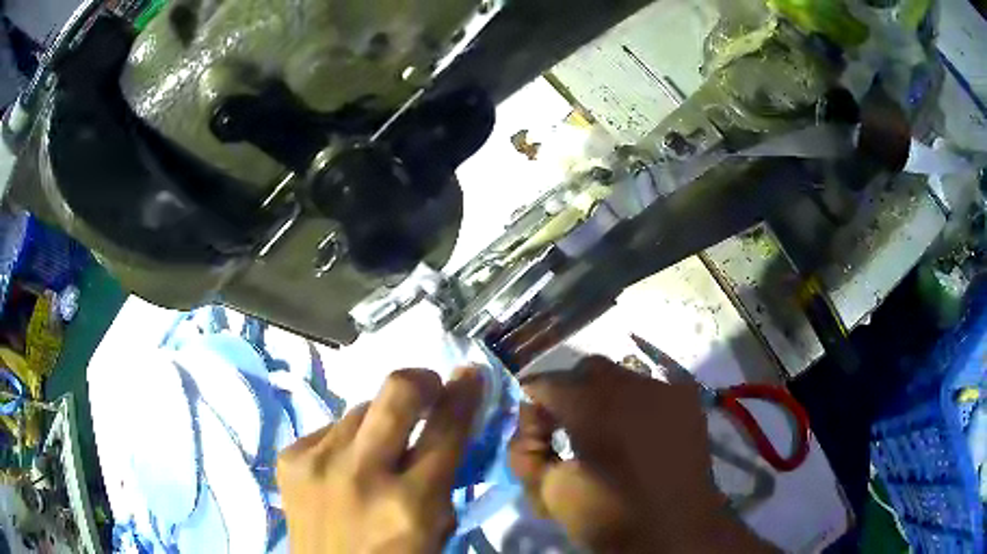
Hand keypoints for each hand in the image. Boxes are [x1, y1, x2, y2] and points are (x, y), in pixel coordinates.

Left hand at [277, 367, 482, 553]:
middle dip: (420, 381)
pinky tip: (343, 465)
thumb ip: (443, 479)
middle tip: (428, 387)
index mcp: (409, 504)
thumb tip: (444, 426)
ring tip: (377, 448)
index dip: (463, 394)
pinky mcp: (289, 458)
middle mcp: (361, 475)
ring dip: (377, 422)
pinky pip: (330, 428)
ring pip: (360, 409)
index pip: (446, 430)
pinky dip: (345, 440)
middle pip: (396, 393)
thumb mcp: (435, 528)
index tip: (470, 373)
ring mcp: (317, 463)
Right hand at [511, 356, 775, 552]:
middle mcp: (632, 386)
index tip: (536, 434)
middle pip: (586, 370)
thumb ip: (526, 456)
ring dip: (604, 397)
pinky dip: (636, 403)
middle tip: (568, 431)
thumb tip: (528, 429)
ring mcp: (666, 389)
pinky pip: (652, 388)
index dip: (532, 406)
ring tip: (607, 434)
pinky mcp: (687, 400)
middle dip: (569, 394)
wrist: (676, 533)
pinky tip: (639, 434)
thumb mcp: (551, 495)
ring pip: (621, 376)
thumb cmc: (612, 517)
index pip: (546, 383)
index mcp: (594, 407)